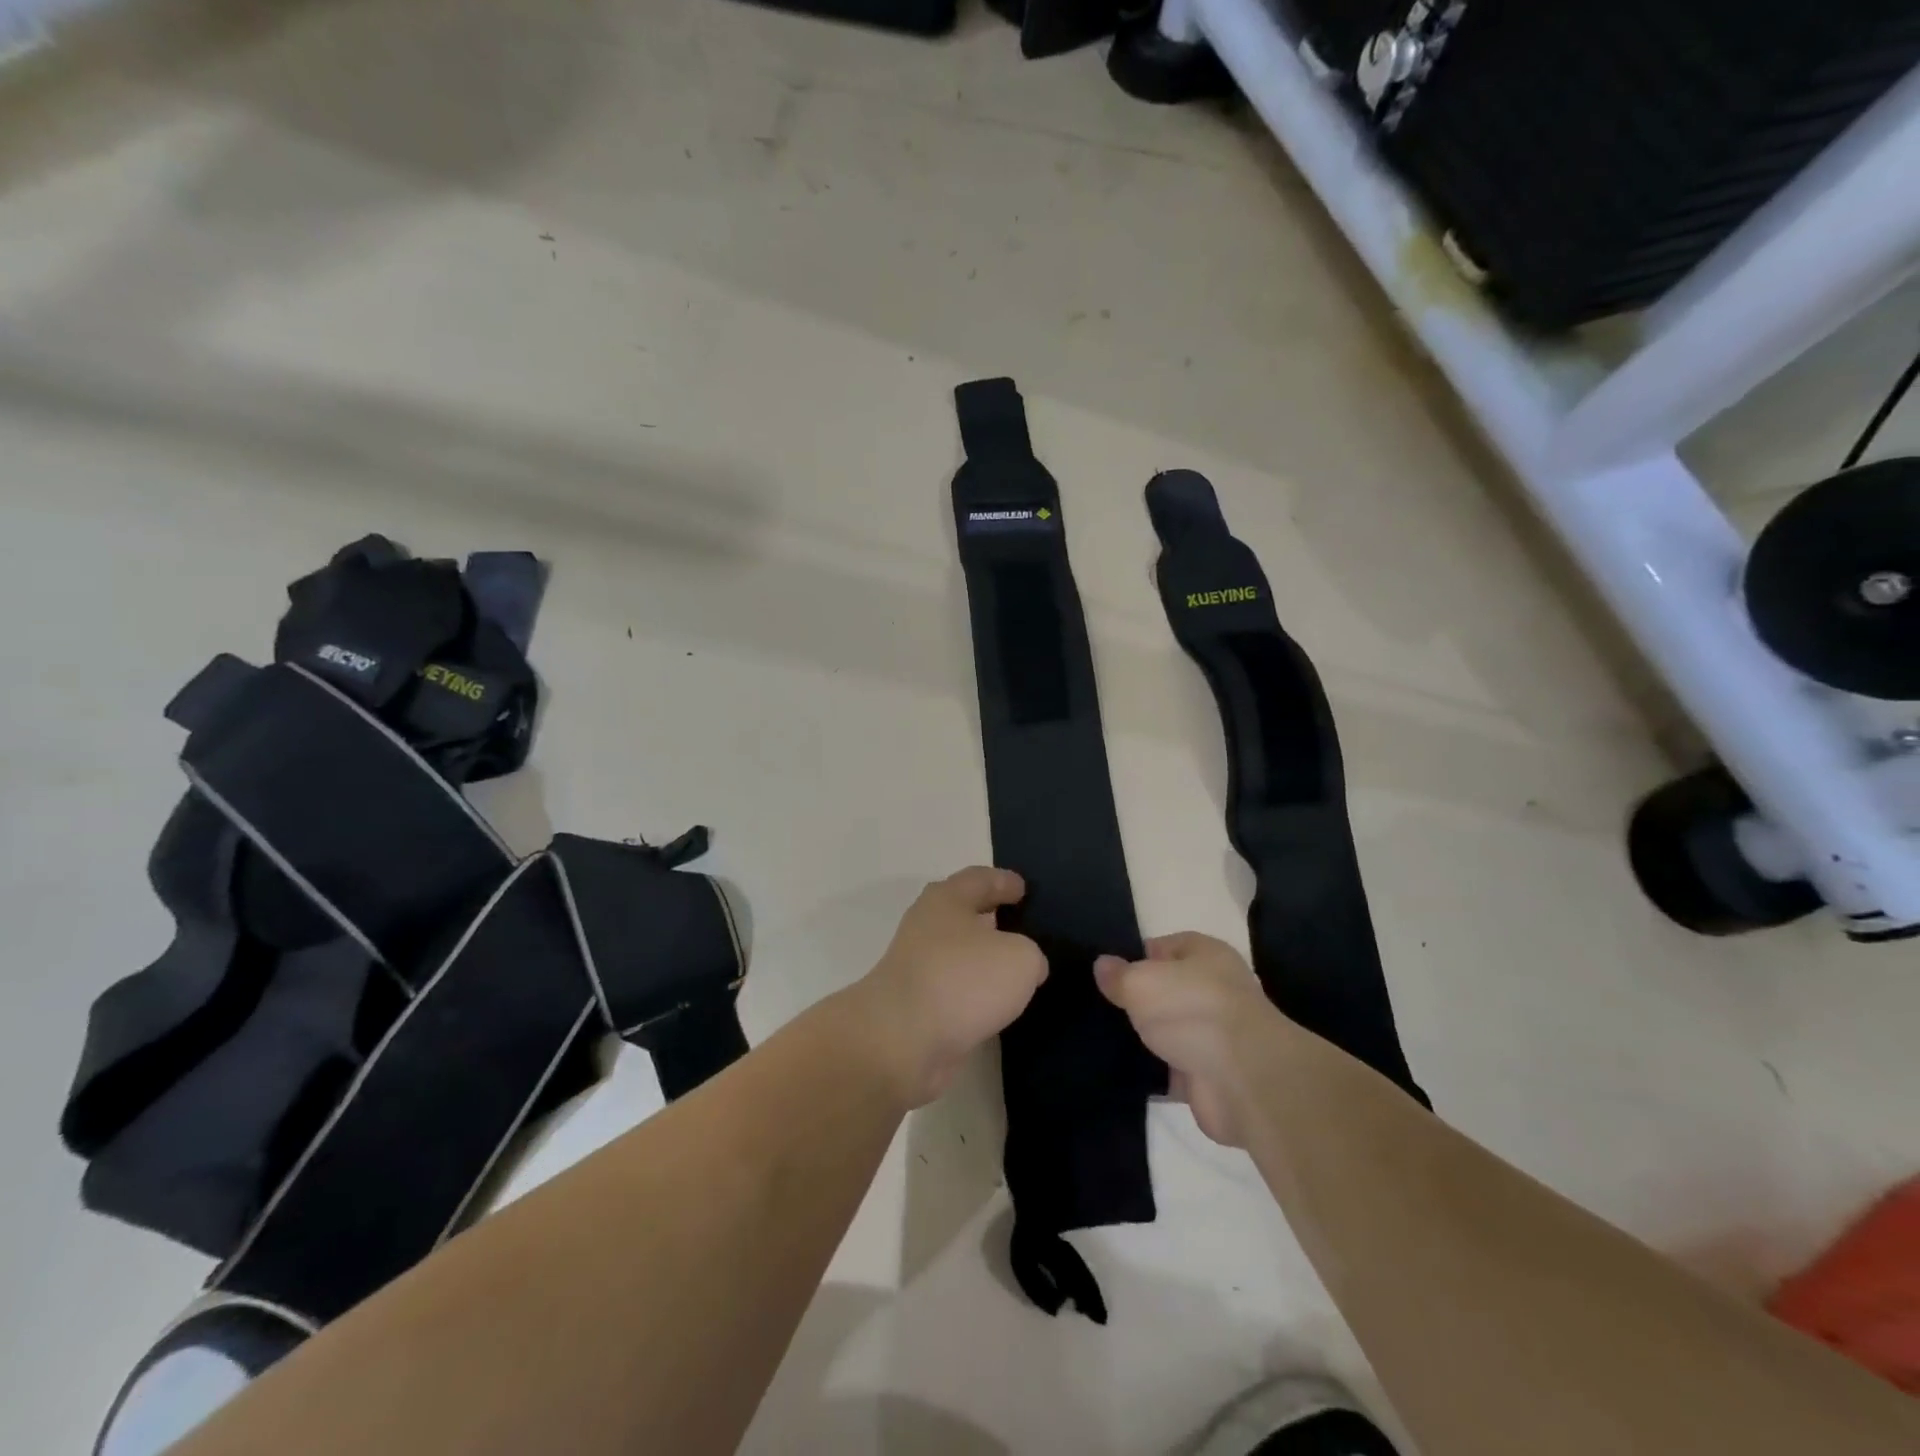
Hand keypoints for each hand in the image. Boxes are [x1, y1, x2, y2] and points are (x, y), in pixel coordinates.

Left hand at [847, 867, 1047, 1107]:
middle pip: (964, 913)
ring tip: (1014, 969)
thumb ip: (1030, 955)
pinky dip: (972, 992)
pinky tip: (994, 1004)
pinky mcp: (915, 1004)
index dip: (1004, 881)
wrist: (901, 1040)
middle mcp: (927, 926)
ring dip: (982, 959)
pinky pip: (953, 988)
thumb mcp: (1019, 958)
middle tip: (1021, 925)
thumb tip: (1026, 968)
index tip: (1023, 889)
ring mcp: (917, 966)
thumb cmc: (962, 980)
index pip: (980, 879)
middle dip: (991, 917)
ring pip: (958, 953)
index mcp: (947, 899)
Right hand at [1094, 933, 1282, 1147]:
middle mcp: (1214, 989)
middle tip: (1099, 1004)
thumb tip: (1102, 965)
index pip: (1165, 946)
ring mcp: (1214, 1034)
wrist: (1242, 1080)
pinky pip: (1173, 1067)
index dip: (1136, 956)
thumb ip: (1118, 975)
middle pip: (1167, 989)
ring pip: (1169, 1030)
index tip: (1107, 972)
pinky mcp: (1210, 1074)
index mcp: (1206, 954)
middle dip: (1138, 999)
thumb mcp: (1141, 981)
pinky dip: (1154, 1071)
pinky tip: (1121, 1069)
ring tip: (1101, 1035)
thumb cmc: (1191, 1009)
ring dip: (1146, 1037)